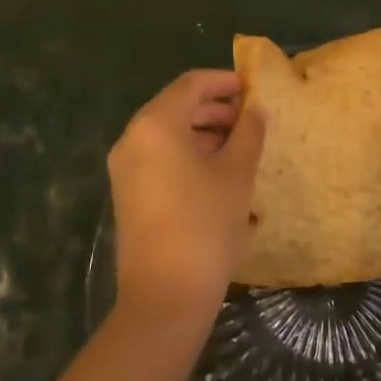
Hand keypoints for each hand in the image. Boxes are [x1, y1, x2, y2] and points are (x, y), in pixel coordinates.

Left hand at [108, 69, 265, 323]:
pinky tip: (218, 172)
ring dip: (203, 131)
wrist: (164, 298)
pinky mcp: (128, 193)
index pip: (191, 84)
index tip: (251, 87)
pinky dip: (187, 153)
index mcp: (156, 124)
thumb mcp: (237, 174)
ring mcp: (126, 168)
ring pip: (168, 133)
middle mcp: (133, 138)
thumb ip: (248, 132)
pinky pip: (159, 156)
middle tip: (249, 118)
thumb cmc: (205, 224)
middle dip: (215, 108)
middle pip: (177, 106)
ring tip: (239, 145)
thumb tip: (254, 109)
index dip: (223, 81)